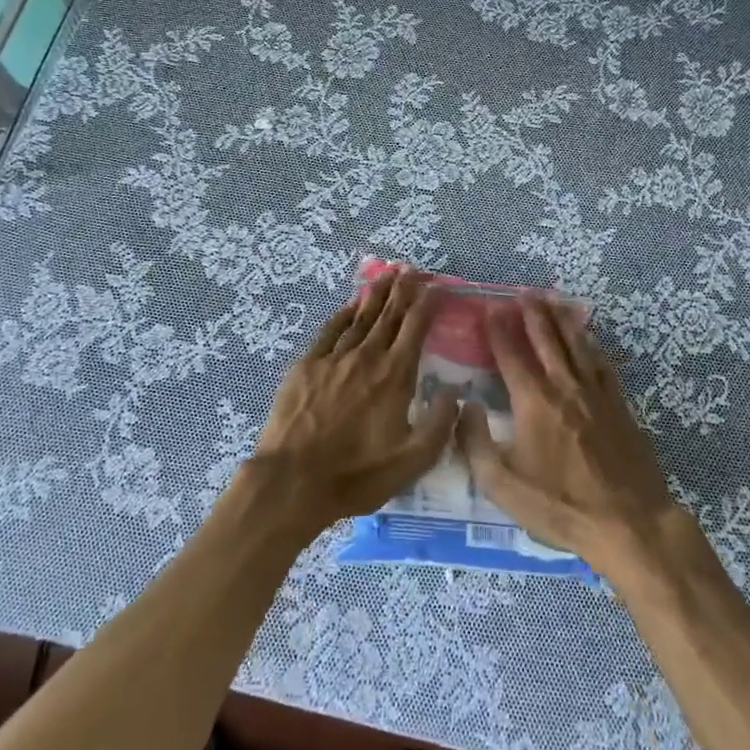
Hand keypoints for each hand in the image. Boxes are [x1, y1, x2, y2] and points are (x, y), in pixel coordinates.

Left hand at [248, 267, 458, 537]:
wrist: (294, 480)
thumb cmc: (357, 474)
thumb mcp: (412, 461)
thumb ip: (440, 425)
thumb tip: (456, 394)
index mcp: (394, 376)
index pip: (415, 329)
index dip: (427, 305)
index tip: (436, 287)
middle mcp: (366, 357)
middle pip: (388, 315)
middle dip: (402, 290)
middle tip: (411, 269)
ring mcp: (334, 358)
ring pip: (360, 317)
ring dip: (375, 295)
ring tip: (387, 275)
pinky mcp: (306, 366)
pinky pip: (329, 331)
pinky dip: (343, 314)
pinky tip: (350, 305)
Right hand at [458, 296, 681, 571]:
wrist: (629, 523)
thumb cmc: (560, 506)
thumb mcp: (502, 486)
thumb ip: (475, 443)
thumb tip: (464, 407)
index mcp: (534, 402)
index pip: (511, 355)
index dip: (498, 329)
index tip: (490, 307)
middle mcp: (564, 387)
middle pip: (546, 340)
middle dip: (532, 313)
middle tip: (522, 292)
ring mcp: (596, 394)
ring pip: (576, 345)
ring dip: (561, 320)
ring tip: (552, 299)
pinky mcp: (619, 406)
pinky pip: (601, 364)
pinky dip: (590, 345)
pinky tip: (588, 338)